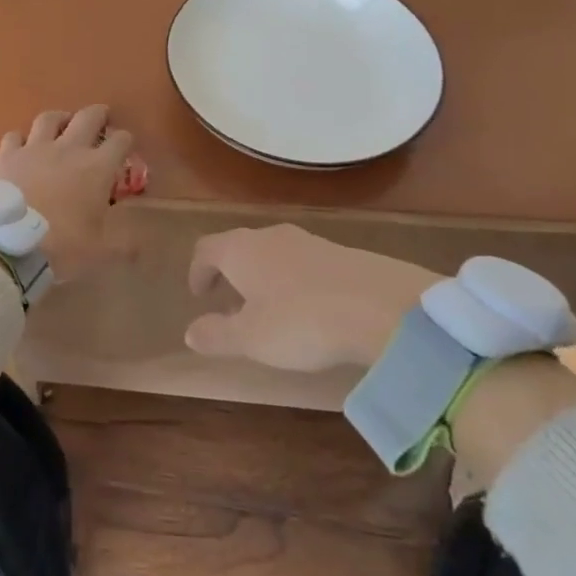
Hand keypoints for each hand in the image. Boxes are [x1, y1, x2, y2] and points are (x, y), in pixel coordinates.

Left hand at [0, 106, 132, 282]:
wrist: (10, 242)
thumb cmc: (63, 246)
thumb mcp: (101, 253)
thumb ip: (124, 247)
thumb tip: (141, 249)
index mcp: (97, 168)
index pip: (120, 142)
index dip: (125, 141)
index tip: (125, 145)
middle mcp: (68, 149)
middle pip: (87, 118)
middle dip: (98, 114)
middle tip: (101, 116)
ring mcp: (35, 148)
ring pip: (49, 118)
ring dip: (60, 118)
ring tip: (62, 122)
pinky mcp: (7, 154)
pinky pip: (14, 136)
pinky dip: (20, 138)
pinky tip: (21, 145)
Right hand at [184, 225, 440, 372]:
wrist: (385, 307)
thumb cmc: (302, 321)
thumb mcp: (252, 339)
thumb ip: (217, 335)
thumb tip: (190, 333)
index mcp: (239, 250)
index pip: (205, 249)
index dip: (198, 271)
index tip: (199, 295)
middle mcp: (269, 236)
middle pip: (239, 247)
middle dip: (231, 273)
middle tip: (232, 303)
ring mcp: (309, 241)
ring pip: (274, 254)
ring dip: (265, 276)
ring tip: (272, 309)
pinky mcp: (343, 253)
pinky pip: (306, 263)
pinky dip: (296, 281)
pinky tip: (312, 308)